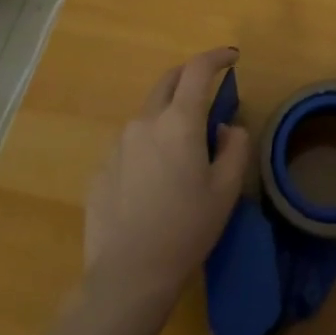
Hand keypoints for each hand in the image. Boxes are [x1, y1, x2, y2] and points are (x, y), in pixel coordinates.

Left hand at [84, 46, 250, 315]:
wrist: (128, 277)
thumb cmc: (186, 230)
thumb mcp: (226, 190)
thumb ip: (233, 147)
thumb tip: (224, 128)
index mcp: (178, 121)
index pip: (197, 69)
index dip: (216, 57)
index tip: (231, 57)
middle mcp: (145, 122)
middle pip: (168, 81)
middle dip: (189, 76)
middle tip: (207, 88)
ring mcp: (118, 145)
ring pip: (148, 115)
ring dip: (167, 116)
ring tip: (181, 149)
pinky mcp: (101, 170)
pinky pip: (130, 145)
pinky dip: (148, 146)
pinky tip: (154, 182)